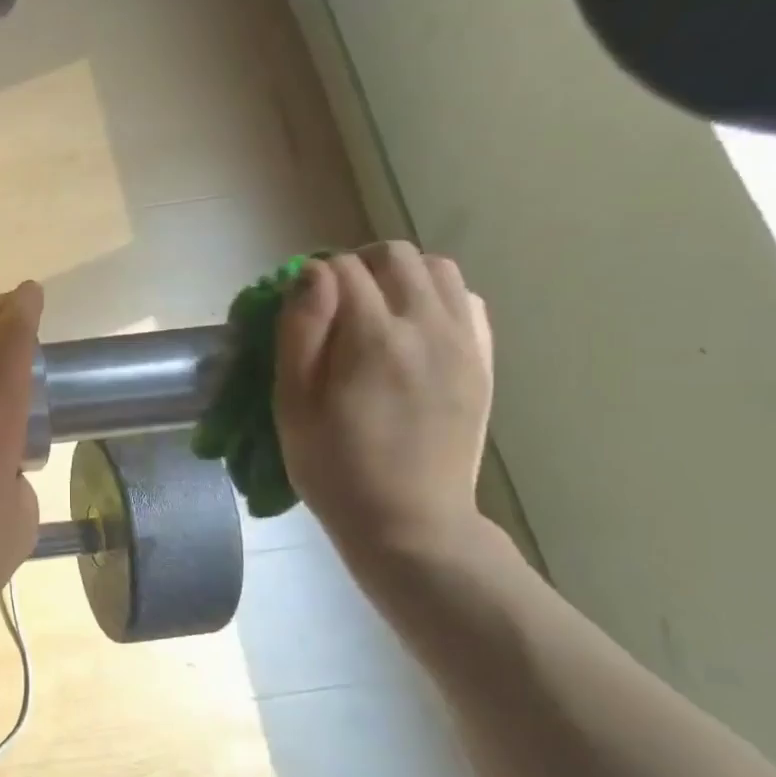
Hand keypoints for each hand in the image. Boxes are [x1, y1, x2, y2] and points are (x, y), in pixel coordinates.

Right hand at [275, 243, 492, 557]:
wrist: (409, 521)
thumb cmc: (334, 468)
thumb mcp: (293, 405)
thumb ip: (300, 332)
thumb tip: (310, 275)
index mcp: (373, 338)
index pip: (342, 269)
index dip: (312, 276)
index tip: (297, 304)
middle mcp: (427, 326)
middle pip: (395, 256)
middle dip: (357, 265)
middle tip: (333, 301)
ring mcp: (464, 342)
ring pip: (438, 270)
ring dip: (400, 276)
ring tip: (374, 310)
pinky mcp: (482, 361)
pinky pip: (467, 300)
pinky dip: (436, 297)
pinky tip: (412, 328)